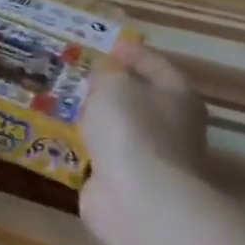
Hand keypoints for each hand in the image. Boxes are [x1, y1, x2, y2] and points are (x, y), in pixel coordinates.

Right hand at [79, 42, 205, 241]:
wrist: (137, 199)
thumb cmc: (131, 128)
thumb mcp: (113, 85)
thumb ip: (107, 74)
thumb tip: (106, 75)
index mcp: (178, 96)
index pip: (155, 65)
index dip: (132, 53)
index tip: (109, 45)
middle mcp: (172, 126)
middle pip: (140, 98)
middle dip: (113, 88)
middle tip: (81, 75)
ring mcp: (151, 158)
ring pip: (120, 128)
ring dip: (98, 119)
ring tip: (67, 103)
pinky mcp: (127, 183)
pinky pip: (104, 155)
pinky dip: (88, 147)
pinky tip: (65, 136)